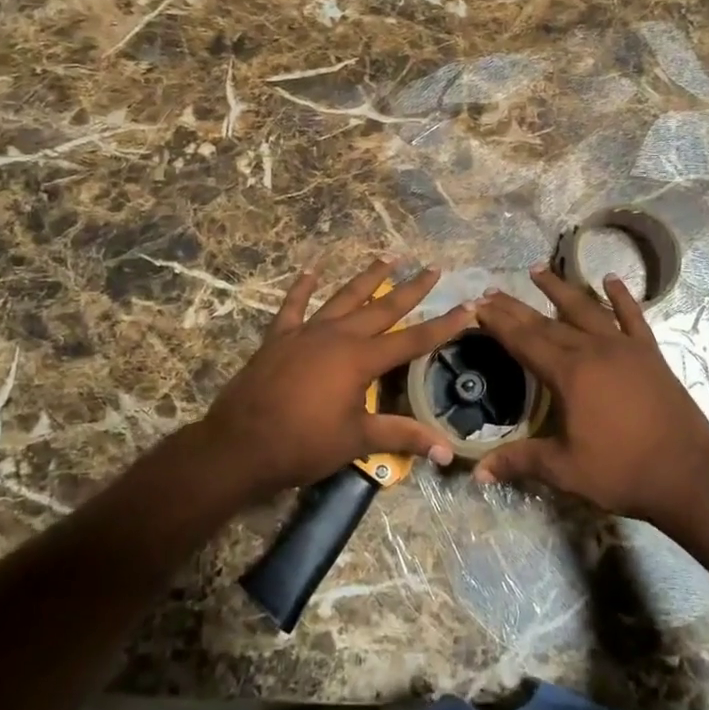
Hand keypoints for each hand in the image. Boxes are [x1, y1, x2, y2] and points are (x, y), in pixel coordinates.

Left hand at [196, 258, 474, 497]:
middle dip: (411, 288)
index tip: (468, 305)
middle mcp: (338, 336)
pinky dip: (302, 287)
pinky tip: (311, 269)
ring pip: (344, 297)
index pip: (413, 340)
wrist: (240, 445)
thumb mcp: (356, 441)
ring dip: (367, 277)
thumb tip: (446, 452)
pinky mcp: (279, 337)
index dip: (443, 325)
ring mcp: (306, 332)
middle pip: (383, 308)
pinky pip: (293, 305)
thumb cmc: (302, 445)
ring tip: (388, 257)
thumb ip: (401, 437)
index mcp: (360, 360)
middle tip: (433, 268)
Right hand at [471, 267, 708, 525]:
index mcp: (569, 374)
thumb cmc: (621, 472)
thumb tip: (478, 473)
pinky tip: (611, 279)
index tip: (477, 305)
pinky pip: (633, 317)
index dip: (499, 323)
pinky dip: (621, 297)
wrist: (687, 476)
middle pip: (547, 322)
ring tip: (537, 270)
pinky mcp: (650, 354)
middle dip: (516, 307)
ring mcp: (625, 348)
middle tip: (492, 291)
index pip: (524, 341)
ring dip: (560, 289)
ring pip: (585, 309)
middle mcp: (594, 350)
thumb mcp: (565, 470)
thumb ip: (520, 461)